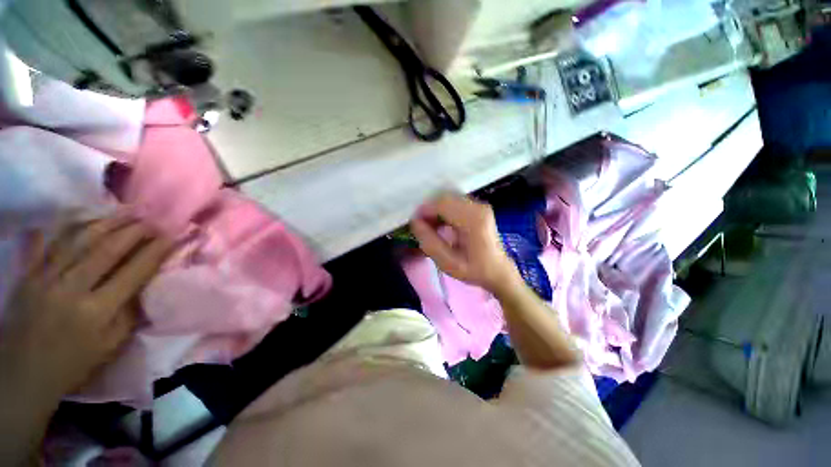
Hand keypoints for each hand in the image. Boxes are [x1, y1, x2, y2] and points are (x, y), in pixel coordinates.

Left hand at [0, 216, 173, 402]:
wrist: (23, 373)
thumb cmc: (74, 363)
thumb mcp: (110, 345)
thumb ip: (130, 312)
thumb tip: (148, 283)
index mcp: (97, 312)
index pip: (134, 272)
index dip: (156, 251)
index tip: (173, 235)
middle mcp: (71, 289)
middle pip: (107, 250)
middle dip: (134, 231)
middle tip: (153, 218)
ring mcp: (45, 278)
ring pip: (79, 240)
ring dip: (107, 222)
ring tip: (127, 210)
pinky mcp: (28, 274)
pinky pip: (49, 242)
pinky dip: (69, 226)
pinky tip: (84, 215)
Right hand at [410, 193, 521, 294]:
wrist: (498, 271)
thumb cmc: (474, 270)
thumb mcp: (448, 263)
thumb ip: (430, 243)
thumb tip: (415, 222)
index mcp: (473, 220)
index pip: (442, 204)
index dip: (424, 211)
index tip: (414, 224)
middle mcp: (478, 207)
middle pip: (444, 198)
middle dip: (429, 210)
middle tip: (422, 227)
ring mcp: (479, 205)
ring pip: (448, 199)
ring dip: (435, 210)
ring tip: (430, 228)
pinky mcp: (478, 208)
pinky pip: (454, 202)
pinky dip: (443, 211)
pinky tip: (441, 225)